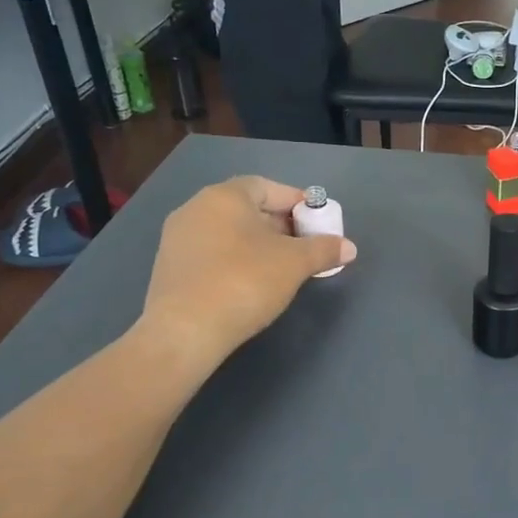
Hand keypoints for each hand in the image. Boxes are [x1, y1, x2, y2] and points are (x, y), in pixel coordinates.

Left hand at [138, 177, 356, 356]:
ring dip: (257, 244)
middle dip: (279, 224)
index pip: (267, 186)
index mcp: (225, 196)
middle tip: (304, 246)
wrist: (185, 331)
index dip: (296, 202)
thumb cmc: (245, 282)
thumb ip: (324, 250)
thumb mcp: (295, 264)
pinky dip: (235, 260)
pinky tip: (251, 284)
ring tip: (282, 267)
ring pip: (228, 232)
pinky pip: (212, 253)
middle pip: (247, 208)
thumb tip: (349, 247)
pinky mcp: (169, 267)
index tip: (317, 222)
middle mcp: (196, 208)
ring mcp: (177, 238)